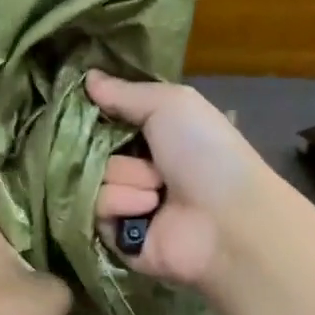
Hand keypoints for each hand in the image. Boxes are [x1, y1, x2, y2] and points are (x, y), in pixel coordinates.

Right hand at [86, 71, 262, 287]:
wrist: (227, 218)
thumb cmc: (205, 152)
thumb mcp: (170, 104)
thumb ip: (125, 92)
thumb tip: (87, 76)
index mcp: (152, 136)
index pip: (104, 121)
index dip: (95, 115)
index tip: (88, 106)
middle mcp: (137, 168)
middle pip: (91, 150)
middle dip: (112, 149)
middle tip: (146, 155)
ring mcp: (127, 204)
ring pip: (93, 179)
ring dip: (125, 178)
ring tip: (158, 190)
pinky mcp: (118, 238)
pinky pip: (95, 211)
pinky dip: (122, 204)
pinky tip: (149, 209)